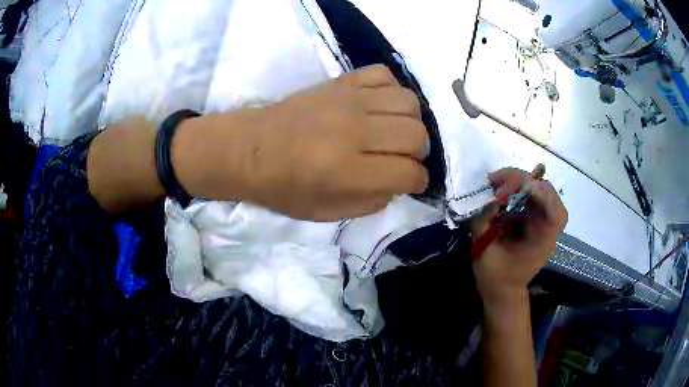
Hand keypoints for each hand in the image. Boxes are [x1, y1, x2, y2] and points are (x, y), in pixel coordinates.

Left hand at [173, 65, 429, 220]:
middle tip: (404, 159)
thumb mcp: (326, 213)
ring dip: (411, 122)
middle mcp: (351, 130)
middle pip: (415, 135)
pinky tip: (381, 106)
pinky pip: (383, 75)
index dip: (418, 182)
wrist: (250, 148)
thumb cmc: (284, 186)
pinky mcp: (340, 82)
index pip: (408, 173)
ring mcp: (347, 100)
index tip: (412, 183)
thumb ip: (370, 202)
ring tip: (396, 133)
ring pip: (407, 102)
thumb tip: (398, 183)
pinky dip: (391, 91)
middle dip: (419, 153)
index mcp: (345, 169)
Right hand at [470, 168, 567, 308]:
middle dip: (522, 181)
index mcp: (543, 241)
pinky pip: (527, 196)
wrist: (502, 292)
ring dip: (516, 183)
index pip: (555, 212)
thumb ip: (483, 225)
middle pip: (546, 193)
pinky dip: (513, 190)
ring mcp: (540, 221)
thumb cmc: (496, 279)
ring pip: (537, 190)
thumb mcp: (485, 254)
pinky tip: (498, 193)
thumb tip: (484, 199)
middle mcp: (546, 228)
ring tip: (494, 184)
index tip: (511, 191)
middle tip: (495, 181)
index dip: (540, 195)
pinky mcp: (531, 219)